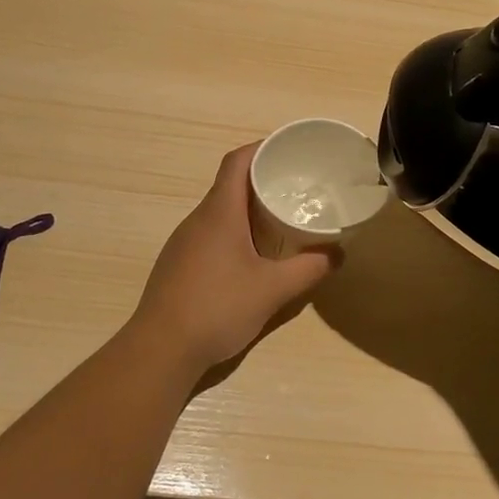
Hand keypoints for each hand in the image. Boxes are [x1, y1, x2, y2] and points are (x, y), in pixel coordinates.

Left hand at [132, 145, 336, 370]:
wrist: (160, 349)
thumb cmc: (217, 308)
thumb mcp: (272, 290)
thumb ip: (308, 270)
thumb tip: (338, 254)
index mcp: (219, 212)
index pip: (237, 161)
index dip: (261, 148)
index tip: (289, 151)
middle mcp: (198, 219)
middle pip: (229, 185)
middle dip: (262, 181)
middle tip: (296, 189)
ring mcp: (184, 242)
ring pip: (220, 212)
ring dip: (248, 210)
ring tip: (280, 221)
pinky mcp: (178, 264)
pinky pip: (210, 234)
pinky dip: (234, 233)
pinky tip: (251, 257)